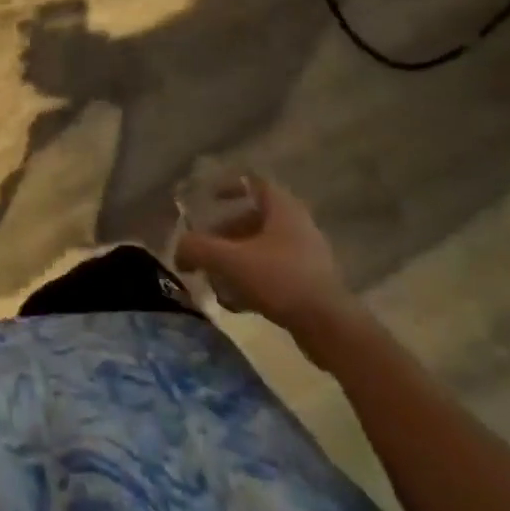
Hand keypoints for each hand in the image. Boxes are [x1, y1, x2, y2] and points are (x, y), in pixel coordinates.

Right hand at [175, 178, 363, 351]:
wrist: (330, 328)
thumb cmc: (280, 280)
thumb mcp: (230, 260)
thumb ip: (197, 249)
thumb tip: (179, 250)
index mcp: (283, 209)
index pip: (254, 183)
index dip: (229, 186)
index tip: (208, 199)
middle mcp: (297, 226)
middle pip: (253, 219)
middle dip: (225, 233)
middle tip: (205, 246)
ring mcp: (307, 256)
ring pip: (261, 248)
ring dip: (235, 260)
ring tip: (215, 279)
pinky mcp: (310, 284)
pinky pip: (273, 272)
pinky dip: (251, 281)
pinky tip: (236, 303)